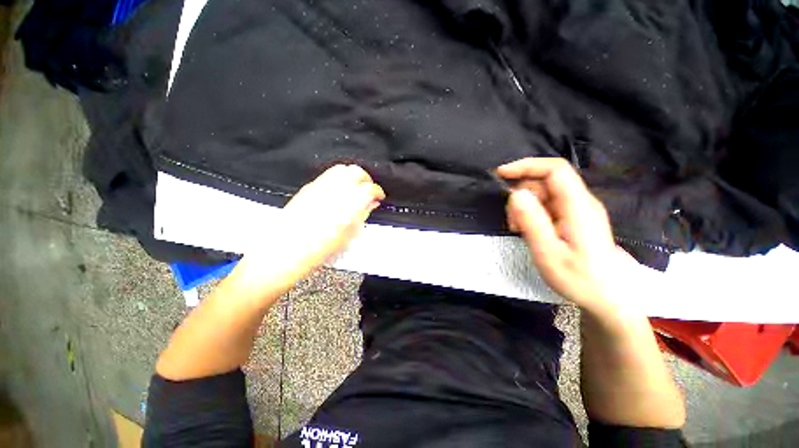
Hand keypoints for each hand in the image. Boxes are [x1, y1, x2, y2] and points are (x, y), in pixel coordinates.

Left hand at [281, 164, 384, 266]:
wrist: (290, 248)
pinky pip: (328, 175)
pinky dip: (337, 180)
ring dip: (352, 177)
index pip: (372, 188)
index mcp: (353, 199)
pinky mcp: (310, 186)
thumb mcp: (351, 232)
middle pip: (357, 172)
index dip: (378, 192)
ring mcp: (322, 184)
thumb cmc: (321, 246)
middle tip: (368, 192)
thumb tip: (371, 204)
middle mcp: (338, 186)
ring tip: (353, 190)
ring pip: (342, 169)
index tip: (378, 197)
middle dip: (366, 180)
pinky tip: (337, 193)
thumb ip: (364, 213)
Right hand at [498, 158, 635, 314]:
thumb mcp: (549, 253)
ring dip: (523, 208)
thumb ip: (532, 222)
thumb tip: (515, 194)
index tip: (501, 174)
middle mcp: (579, 202)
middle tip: (511, 222)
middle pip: (544, 182)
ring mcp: (576, 210)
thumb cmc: (581, 279)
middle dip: (521, 195)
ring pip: (542, 194)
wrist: (608, 297)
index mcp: (578, 206)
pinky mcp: (571, 218)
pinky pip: (546, 206)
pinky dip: (531, 214)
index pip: (554, 169)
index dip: (526, 166)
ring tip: (519, 231)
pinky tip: (528, 231)